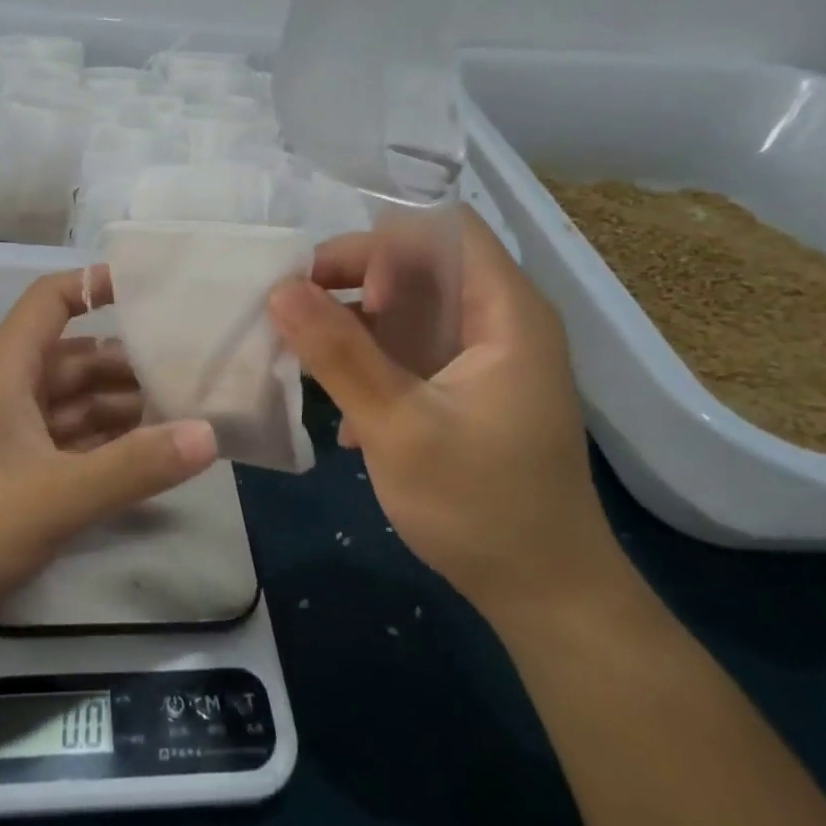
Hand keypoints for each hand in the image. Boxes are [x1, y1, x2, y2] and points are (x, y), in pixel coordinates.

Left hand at [0, 269, 216, 637]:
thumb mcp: (54, 496)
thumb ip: (132, 467)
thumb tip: (209, 434)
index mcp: (7, 369)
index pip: (51, 300)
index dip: (96, 285)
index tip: (153, 290)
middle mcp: (8, 390)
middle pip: (76, 357)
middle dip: (129, 362)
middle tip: (194, 371)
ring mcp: (7, 432)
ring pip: (73, 403)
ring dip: (121, 407)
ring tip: (183, 415)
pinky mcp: (8, 470)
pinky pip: (65, 442)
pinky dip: (102, 444)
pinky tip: (145, 458)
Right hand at [268, 208, 630, 621]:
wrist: (546, 596)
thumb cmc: (482, 507)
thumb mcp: (399, 428)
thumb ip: (339, 355)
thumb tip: (279, 289)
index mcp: (506, 314)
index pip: (443, 230)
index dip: (385, 245)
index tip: (341, 292)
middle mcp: (497, 321)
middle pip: (419, 263)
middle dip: (353, 282)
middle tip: (300, 316)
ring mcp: (480, 356)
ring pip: (406, 307)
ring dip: (353, 326)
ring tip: (307, 361)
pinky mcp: (462, 388)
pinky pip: (407, 349)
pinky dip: (369, 362)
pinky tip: (344, 414)